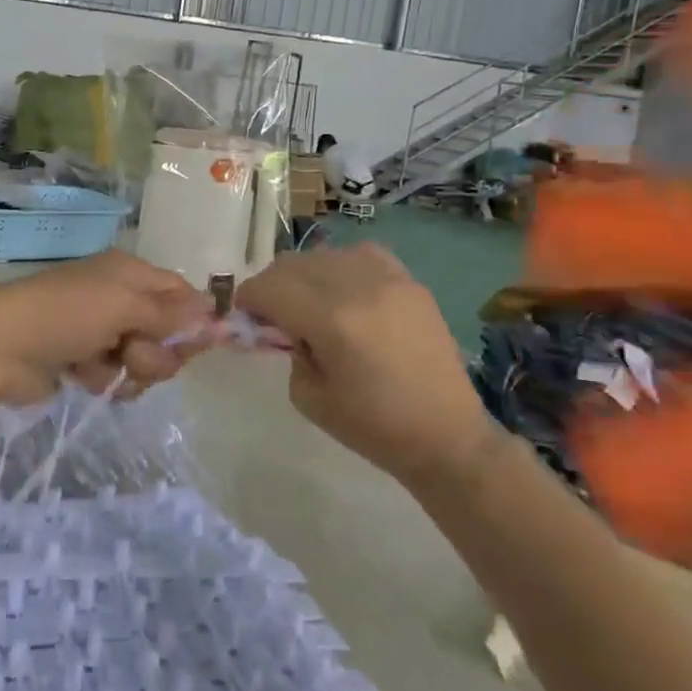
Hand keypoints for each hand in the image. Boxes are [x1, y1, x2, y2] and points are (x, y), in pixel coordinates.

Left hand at [0, 252, 212, 405]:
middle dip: (156, 350)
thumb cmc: (66, 314)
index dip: (193, 318)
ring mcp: (100, 331)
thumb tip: (213, 311)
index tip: (204, 344)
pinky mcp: (82, 362)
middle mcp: (118, 298)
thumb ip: (169, 314)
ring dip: (130, 368)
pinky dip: (104, 379)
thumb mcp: (123, 306)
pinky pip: (115, 376)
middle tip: (135, 354)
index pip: (179, 292)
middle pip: (165, 331)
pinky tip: (82, 377)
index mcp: (129, 273)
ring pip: (142, 358)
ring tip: (104, 366)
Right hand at [235, 244, 492, 482]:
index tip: (244, 316)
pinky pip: (361, 255)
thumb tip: (281, 324)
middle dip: (272, 286)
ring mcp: (389, 279)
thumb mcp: (309, 397)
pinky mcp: (410, 281)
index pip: (270, 288)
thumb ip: (288, 350)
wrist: (447, 436)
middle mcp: (358, 287)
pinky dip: (342, 268)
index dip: (248, 299)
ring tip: (309, 304)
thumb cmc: (374, 427)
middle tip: (272, 314)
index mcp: (331, 320)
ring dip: (305, 276)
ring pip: (325, 254)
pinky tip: (345, 294)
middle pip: (293, 264)